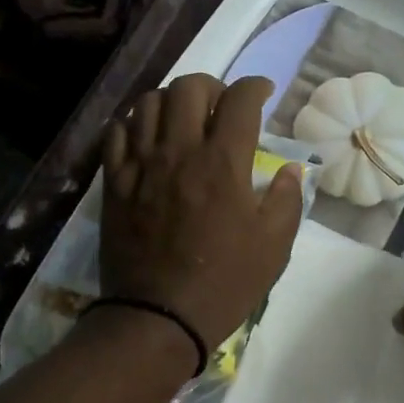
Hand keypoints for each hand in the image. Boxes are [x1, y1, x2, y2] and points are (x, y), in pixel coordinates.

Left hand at [100, 75, 303, 354]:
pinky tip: (147, 138)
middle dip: (211, 85)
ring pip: (148, 102)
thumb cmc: (224, 283)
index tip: (262, 93)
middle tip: (221, 106)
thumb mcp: (274, 246)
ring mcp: (141, 164)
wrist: (159, 317)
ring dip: (171, 100)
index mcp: (223, 163)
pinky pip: (117, 133)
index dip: (255, 86)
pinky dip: (134, 123)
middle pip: (189, 87)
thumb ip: (286, 199)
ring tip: (182, 119)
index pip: (239, 99)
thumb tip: (289, 169)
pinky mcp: (114, 182)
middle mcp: (179, 151)